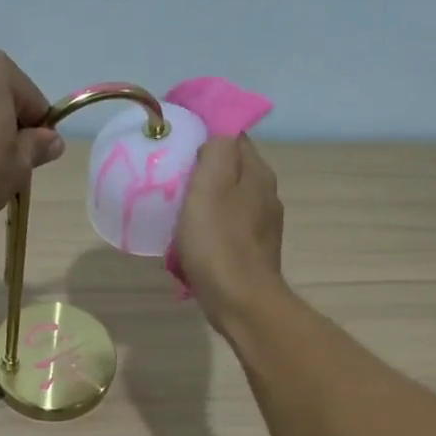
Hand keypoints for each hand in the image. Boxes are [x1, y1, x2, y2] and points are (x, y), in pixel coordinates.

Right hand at [175, 135, 286, 327]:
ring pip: (227, 201)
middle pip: (231, 170)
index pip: (234, 137)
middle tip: (170, 176)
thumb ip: (216, 150)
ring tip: (175, 209)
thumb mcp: (211, 184)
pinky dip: (208, 229)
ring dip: (204, 202)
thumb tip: (216, 137)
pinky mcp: (251, 253)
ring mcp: (260, 227)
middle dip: (203, 170)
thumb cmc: (219, 241)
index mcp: (257, 174)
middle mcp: (265, 195)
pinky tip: (190, 241)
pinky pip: (225, 230)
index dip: (207, 134)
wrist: (240, 301)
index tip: (177, 142)